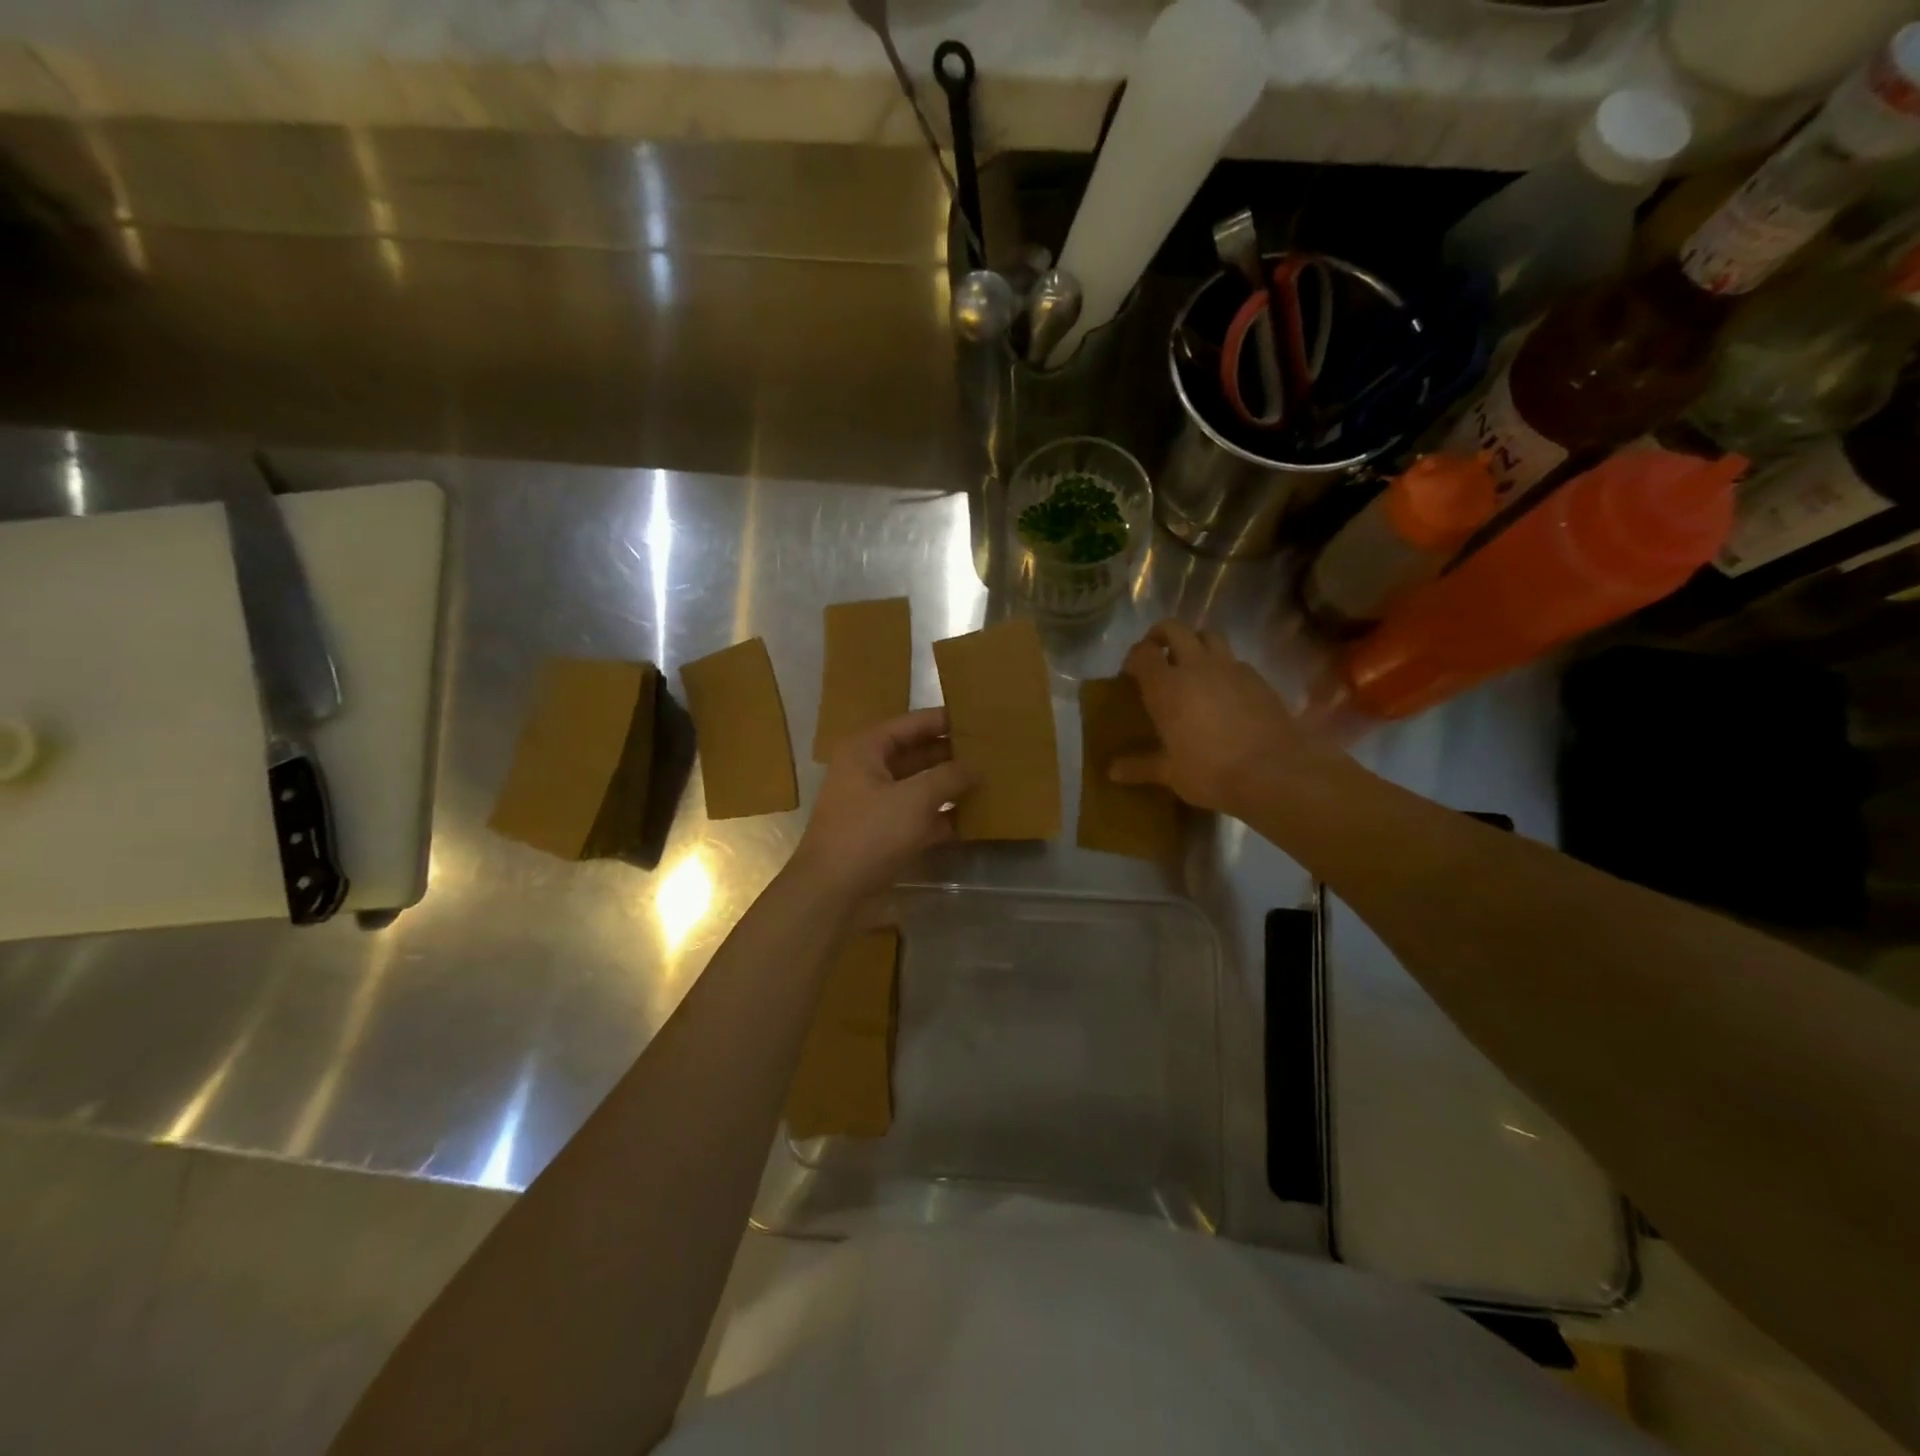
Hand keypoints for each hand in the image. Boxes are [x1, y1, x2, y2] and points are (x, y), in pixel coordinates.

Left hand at [790, 709, 977, 900]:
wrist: (830, 893)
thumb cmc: (869, 834)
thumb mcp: (915, 799)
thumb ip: (950, 777)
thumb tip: (977, 766)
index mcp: (867, 749)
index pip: (913, 723)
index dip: (946, 721)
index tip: (981, 720)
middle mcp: (868, 770)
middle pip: (917, 754)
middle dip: (952, 755)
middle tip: (992, 753)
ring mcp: (875, 803)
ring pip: (919, 786)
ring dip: (949, 786)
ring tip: (990, 781)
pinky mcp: (882, 833)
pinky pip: (917, 815)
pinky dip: (941, 815)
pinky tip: (974, 818)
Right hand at [1112, 620, 1309, 814]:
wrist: (1273, 772)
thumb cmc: (1210, 772)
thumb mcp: (1170, 773)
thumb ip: (1140, 767)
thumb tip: (1113, 771)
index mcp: (1166, 686)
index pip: (1142, 653)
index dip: (1134, 657)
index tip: (1130, 673)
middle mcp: (1196, 666)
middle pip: (1174, 629)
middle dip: (1161, 635)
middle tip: (1157, 654)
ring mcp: (1230, 668)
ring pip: (1209, 635)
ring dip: (1195, 642)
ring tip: (1192, 664)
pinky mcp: (1258, 677)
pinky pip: (1235, 660)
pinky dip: (1223, 666)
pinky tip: (1224, 690)